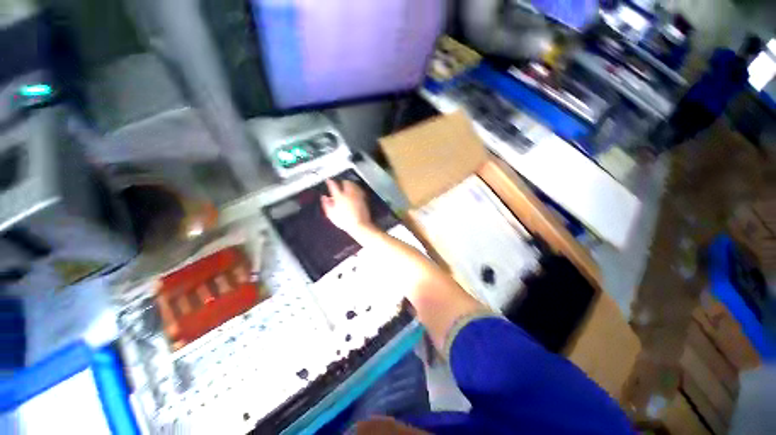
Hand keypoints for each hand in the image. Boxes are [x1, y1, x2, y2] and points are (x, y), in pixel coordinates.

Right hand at [321, 179, 374, 235]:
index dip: (330, 182)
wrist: (359, 225)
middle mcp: (349, 194)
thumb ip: (326, 204)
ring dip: (350, 184)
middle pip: (345, 182)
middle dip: (342, 182)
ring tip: (347, 185)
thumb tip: (324, 197)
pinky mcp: (364, 198)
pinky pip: (359, 189)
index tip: (328, 180)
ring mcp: (357, 195)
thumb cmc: (345, 221)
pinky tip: (355, 192)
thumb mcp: (331, 214)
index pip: (333, 185)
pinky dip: (356, 188)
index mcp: (339, 197)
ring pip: (353, 184)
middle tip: (339, 184)